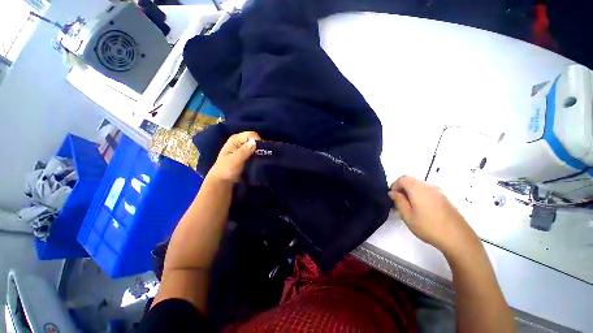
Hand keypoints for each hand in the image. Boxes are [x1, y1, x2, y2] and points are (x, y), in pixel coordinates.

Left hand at [207, 131, 260, 182]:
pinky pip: (256, 152)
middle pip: (255, 140)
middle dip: (260, 146)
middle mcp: (240, 142)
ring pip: (257, 147)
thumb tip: (254, 142)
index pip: (251, 135)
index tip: (262, 150)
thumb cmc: (226, 170)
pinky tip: (262, 160)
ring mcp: (244, 149)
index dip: (257, 141)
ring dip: (261, 152)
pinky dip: (259, 155)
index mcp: (235, 139)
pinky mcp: (248, 156)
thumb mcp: (234, 160)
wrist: (223, 182)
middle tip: (265, 155)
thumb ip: (244, 151)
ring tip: (265, 158)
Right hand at [389, 176, 478, 256]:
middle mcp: (428, 186)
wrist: (458, 238)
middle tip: (398, 203)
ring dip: (410, 192)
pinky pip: (427, 191)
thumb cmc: (429, 227)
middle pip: (411, 181)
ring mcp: (438, 191)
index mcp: (418, 188)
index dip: (394, 186)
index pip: (402, 179)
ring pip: (419, 186)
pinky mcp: (444, 198)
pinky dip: (419, 196)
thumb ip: (399, 201)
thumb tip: (392, 193)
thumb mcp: (408, 216)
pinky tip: (421, 210)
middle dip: (402, 189)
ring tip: (409, 208)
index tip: (392, 198)